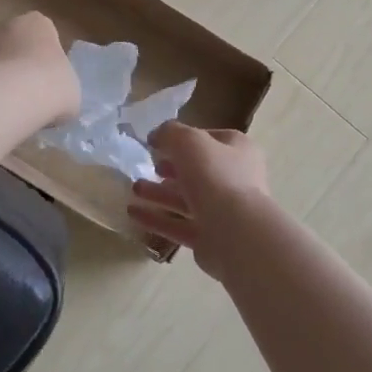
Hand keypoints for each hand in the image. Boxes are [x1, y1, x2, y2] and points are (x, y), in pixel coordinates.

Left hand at [0, 12, 79, 127]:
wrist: (2, 98)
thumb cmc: (49, 89)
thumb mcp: (70, 93)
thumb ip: (59, 90)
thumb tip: (52, 101)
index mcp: (36, 24)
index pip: (40, 35)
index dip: (40, 62)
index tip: (42, 86)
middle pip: (4, 44)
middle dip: (7, 66)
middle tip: (14, 99)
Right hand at [128, 123, 271, 274]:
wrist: (236, 233)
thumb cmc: (216, 177)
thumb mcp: (189, 141)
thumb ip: (170, 133)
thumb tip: (156, 136)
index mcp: (238, 151)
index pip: (209, 139)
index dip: (183, 139)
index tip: (157, 143)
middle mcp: (234, 180)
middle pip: (197, 171)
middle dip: (170, 169)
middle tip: (148, 166)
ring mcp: (223, 211)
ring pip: (186, 199)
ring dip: (159, 193)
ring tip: (134, 189)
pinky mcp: (209, 238)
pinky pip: (178, 225)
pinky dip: (156, 219)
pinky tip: (133, 213)